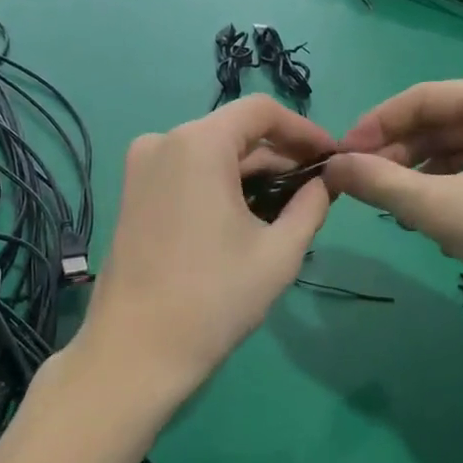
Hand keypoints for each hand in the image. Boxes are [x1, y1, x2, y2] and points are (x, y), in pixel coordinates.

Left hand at [76, 97, 334, 407]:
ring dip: (251, 173)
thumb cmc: (214, 298)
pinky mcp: (131, 193)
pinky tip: (244, 217)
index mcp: (198, 143)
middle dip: (279, 156)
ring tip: (287, 209)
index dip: (304, 129)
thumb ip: (311, 206)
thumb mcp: (278, 252)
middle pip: (234, 132)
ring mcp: (141, 167)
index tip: (331, 158)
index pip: (262, 111)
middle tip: (316, 190)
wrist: (136, 350)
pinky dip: (220, 185)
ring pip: (211, 154)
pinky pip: (187, 172)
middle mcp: (162, 141)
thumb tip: (326, 182)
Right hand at [325, 78, 462, 320]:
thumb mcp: (443, 209)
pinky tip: (447, 224)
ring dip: (429, 178)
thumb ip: (380, 184)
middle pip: (447, 123)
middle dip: (402, 157)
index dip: (373, 127)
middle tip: (367, 190)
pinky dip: (461, 190)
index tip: (340, 159)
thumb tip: (331, 167)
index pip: (422, 98)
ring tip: (403, 214)